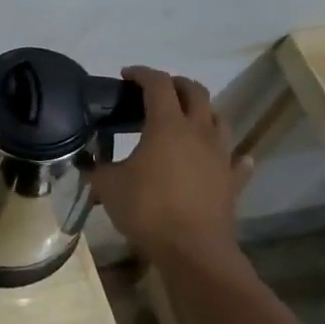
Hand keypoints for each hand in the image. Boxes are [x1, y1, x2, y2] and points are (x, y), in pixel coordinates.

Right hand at [87, 66, 252, 272]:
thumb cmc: (148, 209)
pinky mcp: (232, 180)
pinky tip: (224, 156)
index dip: (141, 74)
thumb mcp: (108, 186)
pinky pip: (236, 159)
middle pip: (195, 92)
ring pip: (219, 119)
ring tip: (187, 118)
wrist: (192, 249)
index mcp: (167, 125)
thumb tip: (88, 163)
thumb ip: (97, 169)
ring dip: (203, 111)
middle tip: (157, 90)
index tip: (126, 75)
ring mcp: (221, 155)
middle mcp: (199, 131)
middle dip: (176, 84)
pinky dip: (229, 152)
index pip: (157, 84)